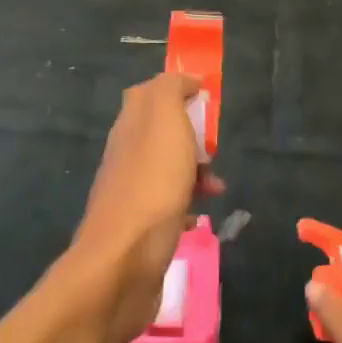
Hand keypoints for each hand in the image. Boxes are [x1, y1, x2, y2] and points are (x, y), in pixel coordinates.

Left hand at [70, 72, 222, 342]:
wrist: (124, 262)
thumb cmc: (152, 184)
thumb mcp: (165, 120)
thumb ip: (170, 89)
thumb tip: (185, 80)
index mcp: (130, 124)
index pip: (150, 93)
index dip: (178, 91)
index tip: (207, 101)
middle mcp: (125, 153)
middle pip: (162, 132)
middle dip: (193, 136)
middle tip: (213, 150)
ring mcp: (130, 191)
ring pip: (168, 169)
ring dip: (196, 173)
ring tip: (217, 188)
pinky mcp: (139, 228)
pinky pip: (168, 206)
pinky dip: (187, 206)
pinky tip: (199, 218)